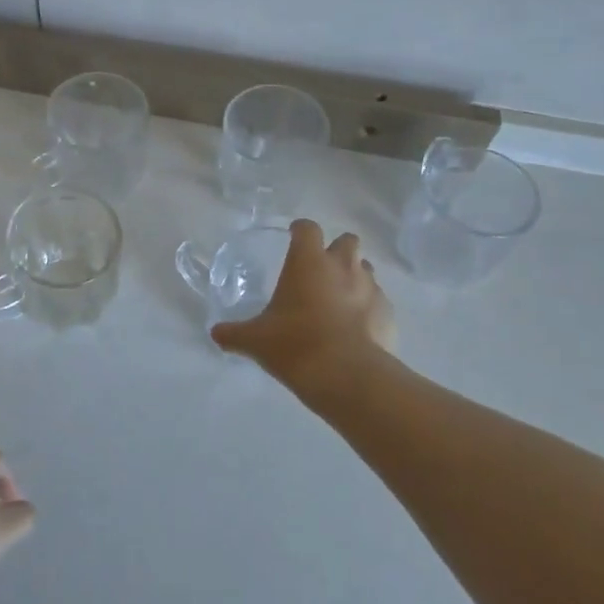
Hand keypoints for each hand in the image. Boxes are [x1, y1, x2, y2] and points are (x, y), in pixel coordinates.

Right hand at [211, 219, 395, 385]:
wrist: (347, 376)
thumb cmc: (295, 344)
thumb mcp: (255, 340)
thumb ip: (234, 333)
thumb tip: (215, 334)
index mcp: (308, 261)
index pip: (307, 228)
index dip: (300, 231)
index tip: (293, 238)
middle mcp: (343, 266)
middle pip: (347, 240)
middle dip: (336, 250)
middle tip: (320, 271)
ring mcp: (371, 288)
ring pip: (365, 269)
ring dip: (354, 277)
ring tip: (339, 301)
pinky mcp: (388, 313)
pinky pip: (379, 301)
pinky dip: (368, 308)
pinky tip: (356, 329)